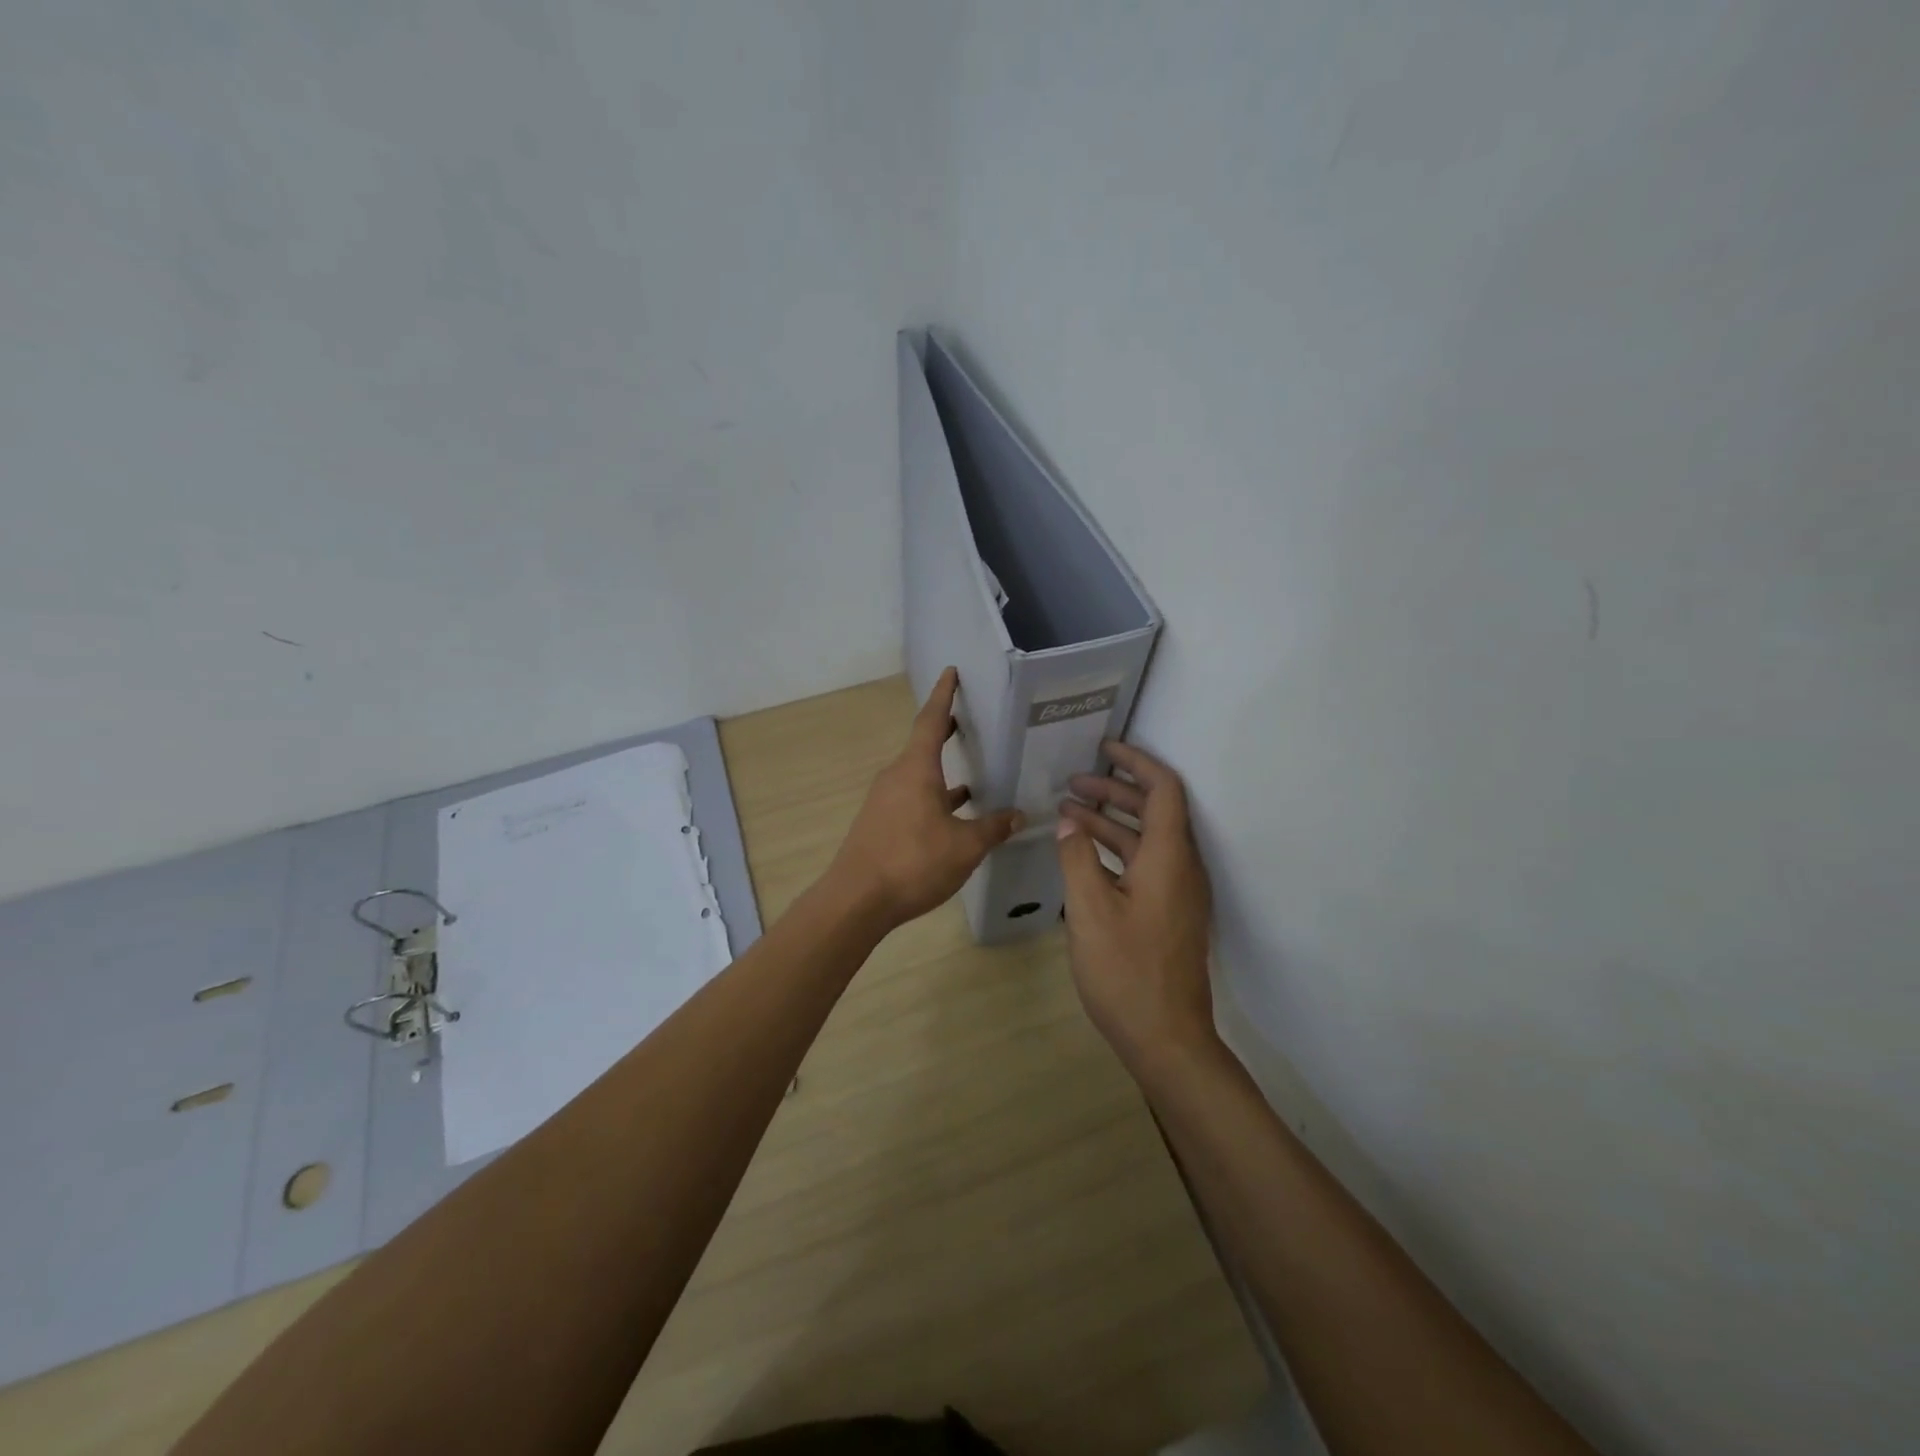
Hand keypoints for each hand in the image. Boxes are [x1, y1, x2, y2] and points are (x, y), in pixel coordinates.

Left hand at [826, 668, 1024, 928]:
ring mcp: (885, 800)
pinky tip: (953, 814)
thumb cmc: (913, 862)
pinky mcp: (881, 822)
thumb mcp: (965, 846)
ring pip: (919, 774)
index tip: (951, 672)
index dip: (944, 695)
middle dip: (945, 730)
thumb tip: (1018, 816)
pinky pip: (912, 797)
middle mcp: (896, 776)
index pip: (931, 720)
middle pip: (923, 744)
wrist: (857, 900)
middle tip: (968, 717)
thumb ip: (993, 828)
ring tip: (972, 770)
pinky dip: (934, 796)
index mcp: (916, 769)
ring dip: (942, 770)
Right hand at [1056, 742, 1220, 1077]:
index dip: (1136, 762)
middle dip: (1114, 791)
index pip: (1163, 790)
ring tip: (1067, 815)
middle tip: (1071, 784)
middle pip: (1154, 812)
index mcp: (1169, 859)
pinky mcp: (1169, 915)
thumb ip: (1077, 858)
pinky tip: (1083, 858)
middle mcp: (1181, 869)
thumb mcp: (1089, 911)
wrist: (1167, 1040)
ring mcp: (1178, 894)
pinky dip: (1115, 852)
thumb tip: (1069, 823)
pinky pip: (1144, 866)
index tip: (1104, 748)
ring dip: (1110, 823)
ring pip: (1146, 841)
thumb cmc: (1126, 972)